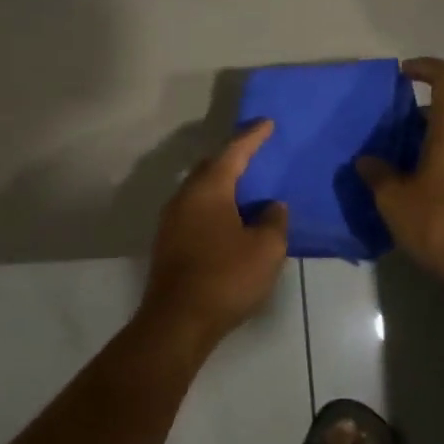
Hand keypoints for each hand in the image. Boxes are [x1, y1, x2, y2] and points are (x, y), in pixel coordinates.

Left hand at [141, 121, 288, 348]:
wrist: (178, 321)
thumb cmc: (226, 277)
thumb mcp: (266, 249)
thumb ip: (274, 221)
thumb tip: (271, 207)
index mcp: (208, 189)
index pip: (233, 152)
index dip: (252, 137)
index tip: (267, 123)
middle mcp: (184, 198)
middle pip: (210, 168)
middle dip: (233, 159)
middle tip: (256, 155)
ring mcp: (171, 221)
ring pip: (200, 192)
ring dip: (222, 186)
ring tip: (246, 189)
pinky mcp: (169, 244)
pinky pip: (195, 212)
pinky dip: (215, 208)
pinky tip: (230, 221)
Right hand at [358, 58, 443, 281]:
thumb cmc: (439, 221)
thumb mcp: (394, 199)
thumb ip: (377, 174)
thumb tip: (367, 160)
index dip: (427, 67)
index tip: (402, 75)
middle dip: (416, 115)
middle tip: (386, 132)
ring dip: (426, 142)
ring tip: (394, 164)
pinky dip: (438, 163)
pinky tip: (415, 190)